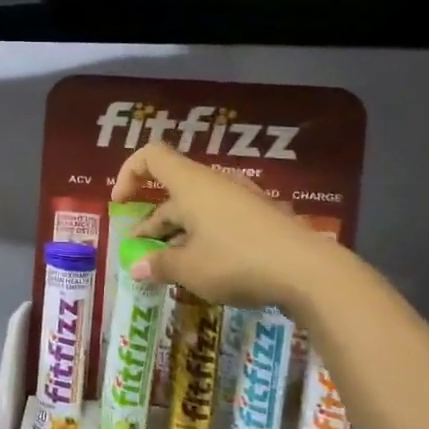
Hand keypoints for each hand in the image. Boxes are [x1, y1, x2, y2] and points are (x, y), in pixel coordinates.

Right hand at [113, 142, 314, 307]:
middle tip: (141, 258)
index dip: (129, 173)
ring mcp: (242, 200)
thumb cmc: (236, 261)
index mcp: (191, 185)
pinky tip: (205, 271)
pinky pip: (220, 222)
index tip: (120, 204)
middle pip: (173, 194)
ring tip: (170, 269)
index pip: (151, 157)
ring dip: (177, 236)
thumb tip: (136, 268)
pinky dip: (204, 241)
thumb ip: (158, 265)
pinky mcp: (261, 219)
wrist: (308, 271)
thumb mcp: (189, 269)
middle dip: (152, 225)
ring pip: (197, 212)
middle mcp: (215, 184)